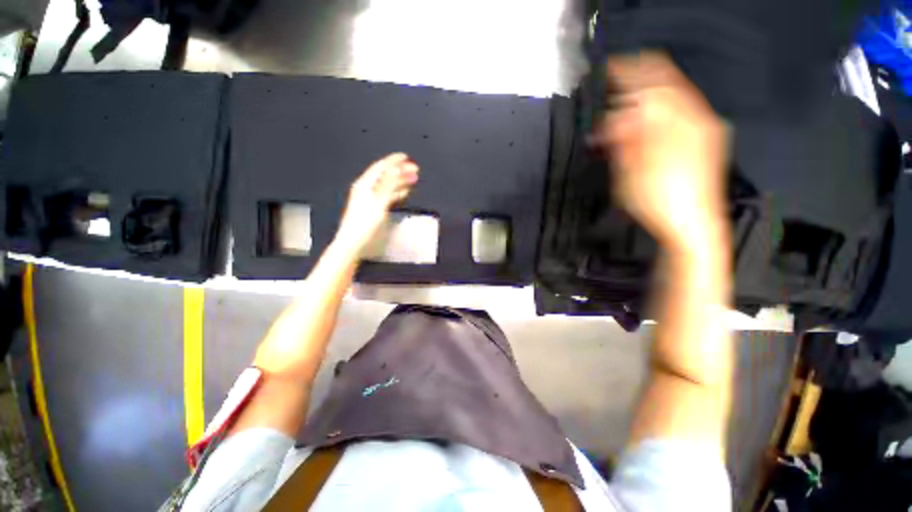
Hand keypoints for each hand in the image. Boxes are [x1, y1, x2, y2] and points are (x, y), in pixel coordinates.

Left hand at [335, 153, 419, 251]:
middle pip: (385, 175)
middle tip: (414, 168)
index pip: (381, 167)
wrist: (354, 241)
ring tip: (412, 178)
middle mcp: (366, 189)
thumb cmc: (363, 224)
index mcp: (365, 184)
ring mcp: (370, 198)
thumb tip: (395, 169)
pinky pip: (387, 195)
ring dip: (400, 181)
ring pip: (388, 185)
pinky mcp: (374, 207)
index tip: (405, 157)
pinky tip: (403, 192)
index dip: (393, 161)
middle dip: (400, 171)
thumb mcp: (378, 202)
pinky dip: (396, 192)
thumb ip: (387, 184)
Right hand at [594, 52, 729, 255]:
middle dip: (637, 82)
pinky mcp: (704, 142)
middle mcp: (695, 118)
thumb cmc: (660, 202)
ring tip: (625, 107)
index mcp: (678, 122)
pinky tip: (647, 122)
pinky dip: (660, 110)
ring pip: (673, 97)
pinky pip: (682, 112)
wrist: (692, 228)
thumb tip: (613, 116)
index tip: (606, 72)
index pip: (651, 80)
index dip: (627, 72)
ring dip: (646, 97)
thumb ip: (624, 137)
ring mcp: (703, 129)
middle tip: (613, 87)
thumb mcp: (631, 171)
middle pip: (666, 83)